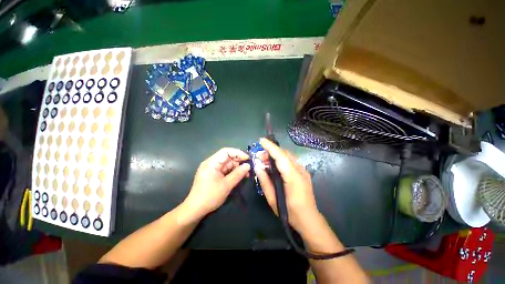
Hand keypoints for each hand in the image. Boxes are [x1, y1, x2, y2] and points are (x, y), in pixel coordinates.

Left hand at [184, 148, 249, 218]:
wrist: (195, 210)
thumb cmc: (210, 196)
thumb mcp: (226, 185)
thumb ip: (238, 174)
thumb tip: (248, 165)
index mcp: (211, 163)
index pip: (226, 151)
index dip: (238, 153)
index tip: (248, 159)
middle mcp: (211, 163)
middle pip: (227, 157)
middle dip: (239, 161)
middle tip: (249, 168)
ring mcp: (212, 169)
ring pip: (227, 164)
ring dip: (237, 168)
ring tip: (246, 174)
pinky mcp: (213, 175)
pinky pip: (225, 170)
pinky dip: (233, 172)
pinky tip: (240, 176)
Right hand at [255, 138, 320, 233]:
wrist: (309, 219)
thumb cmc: (289, 212)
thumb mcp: (273, 199)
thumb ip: (265, 181)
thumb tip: (258, 167)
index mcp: (293, 177)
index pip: (281, 156)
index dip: (271, 147)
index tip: (261, 140)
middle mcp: (300, 170)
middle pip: (285, 154)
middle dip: (271, 151)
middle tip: (260, 157)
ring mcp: (303, 170)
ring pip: (288, 156)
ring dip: (276, 155)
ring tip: (266, 161)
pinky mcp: (304, 172)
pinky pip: (291, 161)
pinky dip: (281, 159)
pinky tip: (275, 165)